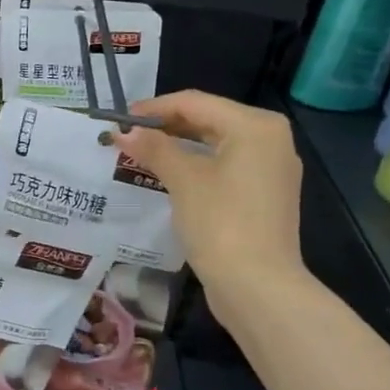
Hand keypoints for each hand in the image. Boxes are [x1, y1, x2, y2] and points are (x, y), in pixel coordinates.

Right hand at [111, 91, 306, 300]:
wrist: (258, 286)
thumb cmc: (221, 223)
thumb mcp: (183, 180)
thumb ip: (154, 149)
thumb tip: (124, 131)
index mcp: (255, 126)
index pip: (195, 103)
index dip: (153, 109)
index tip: (118, 120)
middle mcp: (270, 139)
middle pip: (208, 120)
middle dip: (165, 127)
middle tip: (127, 137)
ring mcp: (271, 169)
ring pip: (216, 145)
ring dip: (178, 147)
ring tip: (141, 154)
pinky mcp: (265, 195)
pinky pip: (225, 167)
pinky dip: (196, 166)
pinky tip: (169, 176)